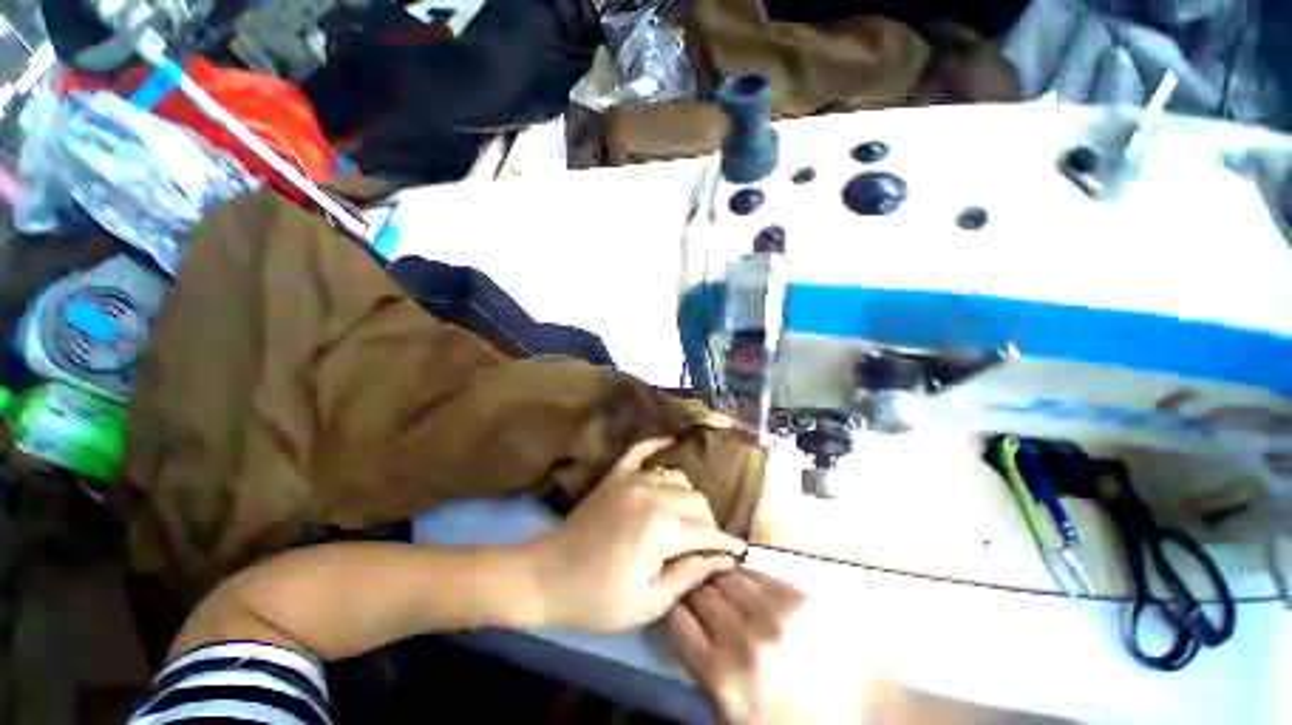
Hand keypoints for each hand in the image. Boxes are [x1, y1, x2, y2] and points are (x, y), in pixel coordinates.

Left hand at [528, 437, 746, 631]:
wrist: (547, 577)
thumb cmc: (598, 599)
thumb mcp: (648, 603)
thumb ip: (689, 576)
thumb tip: (722, 559)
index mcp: (660, 529)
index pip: (706, 530)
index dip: (724, 543)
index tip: (737, 551)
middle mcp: (651, 495)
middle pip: (696, 500)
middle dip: (708, 523)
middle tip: (705, 543)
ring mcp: (631, 480)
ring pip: (677, 478)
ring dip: (688, 497)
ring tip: (686, 517)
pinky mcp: (616, 475)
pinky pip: (642, 449)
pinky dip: (658, 443)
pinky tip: (672, 440)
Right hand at [667, 569, 815, 724]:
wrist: (861, 717)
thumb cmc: (787, 720)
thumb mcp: (732, 712)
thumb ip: (703, 669)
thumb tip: (684, 624)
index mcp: (722, 679)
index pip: (678, 620)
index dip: (673, 605)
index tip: (674, 601)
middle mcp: (743, 641)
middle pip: (701, 594)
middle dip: (693, 588)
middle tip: (695, 588)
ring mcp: (772, 615)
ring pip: (726, 576)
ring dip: (717, 578)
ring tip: (718, 581)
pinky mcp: (797, 598)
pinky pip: (755, 573)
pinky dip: (744, 575)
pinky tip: (744, 581)